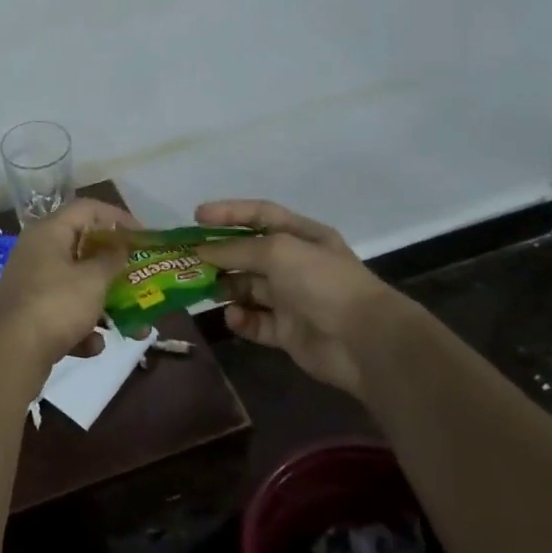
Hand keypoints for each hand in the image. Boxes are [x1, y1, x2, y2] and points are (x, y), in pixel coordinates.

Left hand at [0, 198, 136, 384]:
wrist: (10, 353)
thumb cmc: (56, 304)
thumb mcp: (93, 280)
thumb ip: (112, 260)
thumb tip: (120, 245)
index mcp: (48, 232)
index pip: (87, 208)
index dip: (118, 218)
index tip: (143, 236)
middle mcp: (36, 252)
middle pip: (82, 250)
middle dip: (114, 269)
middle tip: (140, 278)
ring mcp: (30, 284)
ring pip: (76, 286)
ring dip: (104, 304)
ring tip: (133, 326)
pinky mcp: (28, 315)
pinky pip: (62, 314)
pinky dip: (80, 328)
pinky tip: (92, 346)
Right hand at [196, 199, 402, 394]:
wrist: (364, 340)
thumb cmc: (322, 282)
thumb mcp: (278, 251)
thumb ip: (236, 248)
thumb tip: (201, 251)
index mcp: (302, 236)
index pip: (259, 215)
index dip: (228, 212)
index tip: (195, 216)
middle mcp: (296, 264)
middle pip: (248, 253)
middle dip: (219, 255)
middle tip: (187, 260)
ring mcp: (291, 299)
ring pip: (248, 288)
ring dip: (225, 287)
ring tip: (203, 289)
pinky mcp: (287, 332)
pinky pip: (256, 322)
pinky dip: (241, 319)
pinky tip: (233, 316)